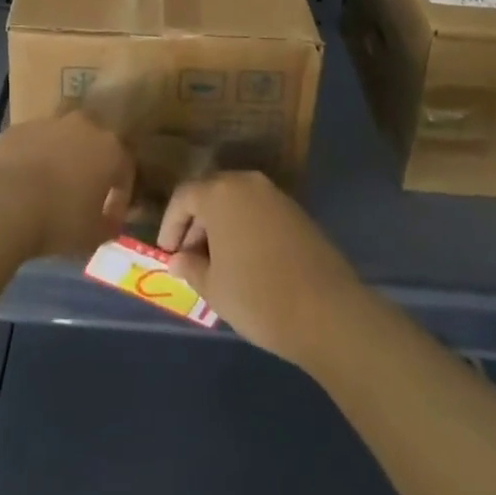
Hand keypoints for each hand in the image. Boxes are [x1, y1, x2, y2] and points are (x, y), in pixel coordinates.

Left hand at [0, 112, 133, 260]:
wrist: (2, 202)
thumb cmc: (58, 219)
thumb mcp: (92, 235)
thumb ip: (108, 224)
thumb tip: (110, 219)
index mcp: (109, 148)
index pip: (125, 168)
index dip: (120, 195)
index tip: (110, 217)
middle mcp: (83, 126)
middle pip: (95, 140)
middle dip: (92, 162)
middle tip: (83, 191)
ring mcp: (49, 122)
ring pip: (63, 135)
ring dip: (62, 154)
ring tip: (51, 184)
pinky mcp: (19, 127)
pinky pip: (34, 141)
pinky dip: (34, 156)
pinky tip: (24, 181)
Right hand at [158, 173, 365, 367]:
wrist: (328, 312)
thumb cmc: (258, 297)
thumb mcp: (213, 288)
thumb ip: (190, 267)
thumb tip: (179, 259)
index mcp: (220, 193)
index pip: (183, 197)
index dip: (171, 225)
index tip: (168, 254)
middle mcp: (247, 182)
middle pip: (210, 194)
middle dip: (196, 224)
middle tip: (190, 259)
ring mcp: (276, 195)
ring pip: (237, 202)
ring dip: (222, 226)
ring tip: (218, 264)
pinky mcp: (297, 212)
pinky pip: (259, 212)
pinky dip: (246, 229)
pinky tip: (247, 262)